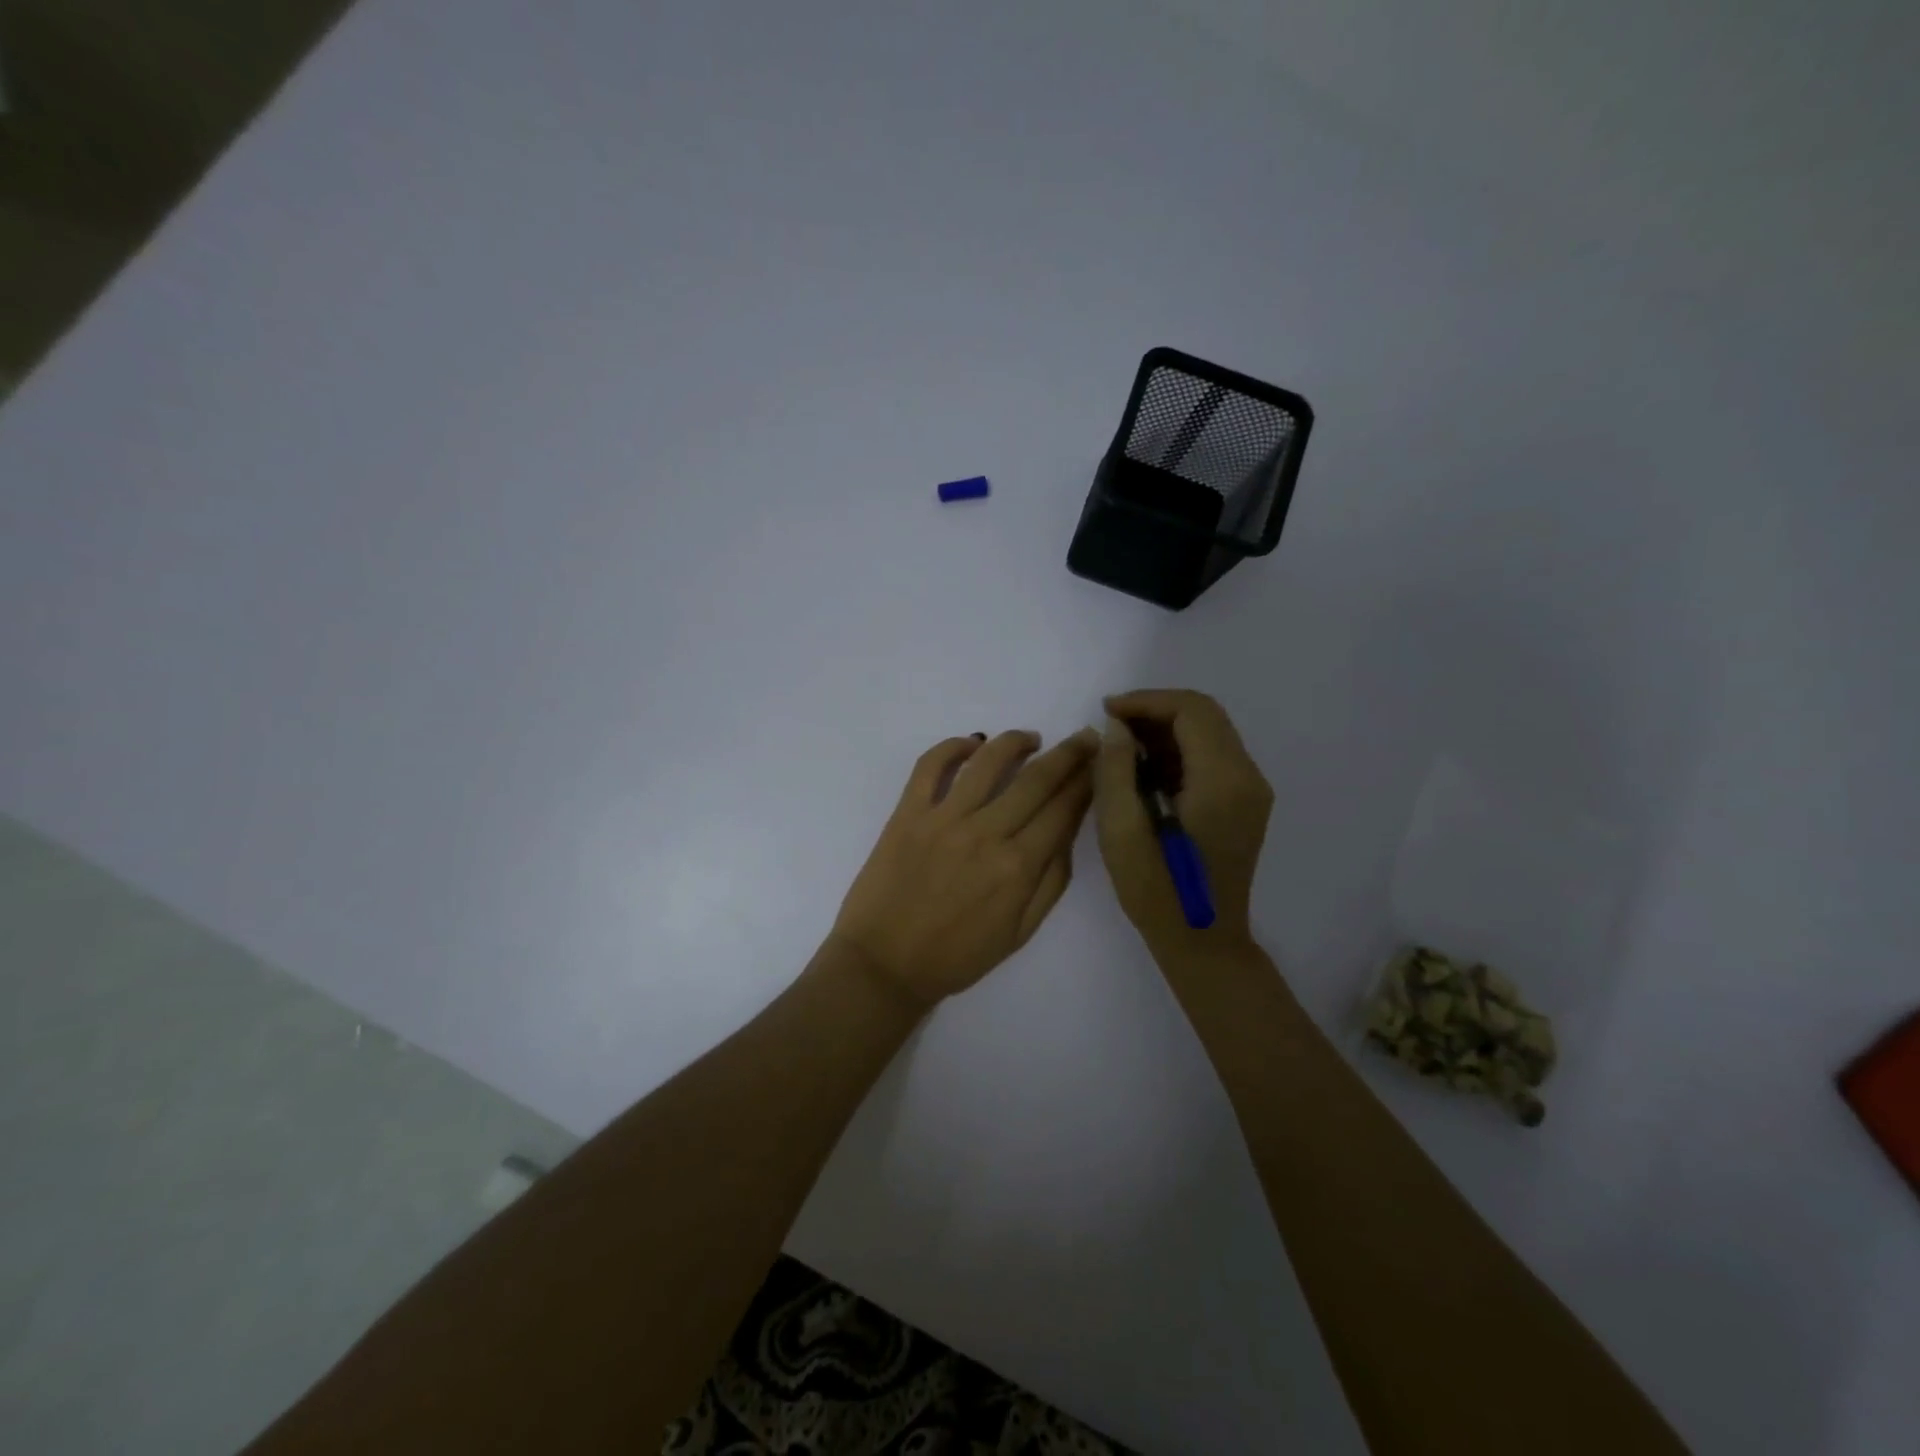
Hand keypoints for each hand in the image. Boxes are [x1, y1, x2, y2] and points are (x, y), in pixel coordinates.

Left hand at [831, 728, 1098, 1007]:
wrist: (884, 965)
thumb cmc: (957, 956)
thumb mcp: (1020, 932)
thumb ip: (1051, 881)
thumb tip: (1068, 831)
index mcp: (1017, 867)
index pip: (1063, 809)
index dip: (1087, 781)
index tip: (1100, 762)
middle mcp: (985, 833)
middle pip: (1036, 779)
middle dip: (1068, 753)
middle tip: (1084, 736)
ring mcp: (943, 818)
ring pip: (988, 760)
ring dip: (1016, 741)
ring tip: (1032, 738)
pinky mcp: (907, 812)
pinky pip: (930, 765)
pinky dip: (952, 746)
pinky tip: (971, 743)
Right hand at [1093, 689, 1272, 957]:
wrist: (1204, 943)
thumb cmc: (1157, 891)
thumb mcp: (1121, 830)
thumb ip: (1116, 769)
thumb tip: (1118, 728)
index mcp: (1222, 781)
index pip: (1191, 711)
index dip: (1146, 702)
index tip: (1107, 712)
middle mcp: (1247, 777)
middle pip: (1205, 716)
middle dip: (1155, 711)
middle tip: (1111, 726)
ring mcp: (1251, 791)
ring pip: (1210, 734)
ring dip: (1166, 730)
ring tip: (1122, 747)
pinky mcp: (1245, 804)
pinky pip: (1212, 758)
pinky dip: (1179, 751)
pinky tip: (1145, 770)